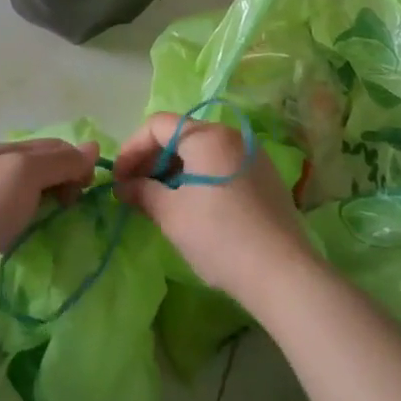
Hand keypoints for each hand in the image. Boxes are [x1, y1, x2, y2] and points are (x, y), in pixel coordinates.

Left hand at [0, 137, 101, 285]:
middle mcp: (0, 169)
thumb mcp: (28, 172)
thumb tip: (94, 147)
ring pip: (33, 192)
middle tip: (75, 203)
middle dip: (66, 179)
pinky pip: (20, 215)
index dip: (76, 160)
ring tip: (62, 217)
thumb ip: (61, 161)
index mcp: (9, 150)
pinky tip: (39, 229)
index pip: (54, 146)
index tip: (89, 186)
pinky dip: (36, 217)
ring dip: (52, 199)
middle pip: (44, 167)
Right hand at [111, 113, 315, 307]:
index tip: (118, 178)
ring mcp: (253, 156)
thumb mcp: (171, 214)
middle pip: (181, 135)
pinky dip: (199, 178)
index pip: (157, 126)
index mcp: (207, 135)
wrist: (282, 274)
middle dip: (152, 160)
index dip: (131, 149)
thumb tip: (124, 186)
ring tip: (160, 200)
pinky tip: (192, 206)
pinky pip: (222, 166)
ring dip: (175, 171)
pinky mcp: (265, 178)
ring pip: (202, 152)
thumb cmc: (218, 236)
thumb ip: (142, 192)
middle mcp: (232, 135)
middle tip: (135, 190)